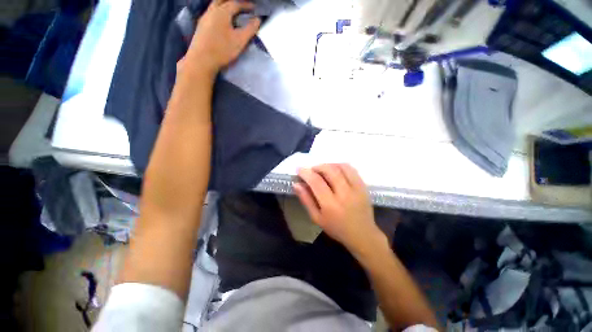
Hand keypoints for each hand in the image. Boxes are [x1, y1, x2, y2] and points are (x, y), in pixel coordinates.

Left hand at [187, 0, 260, 73]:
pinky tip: (221, 20)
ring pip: (215, 5)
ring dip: (224, 5)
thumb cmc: (222, 49)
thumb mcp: (240, 41)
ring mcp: (204, 17)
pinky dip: (219, 11)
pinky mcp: (201, 26)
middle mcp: (212, 10)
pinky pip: (211, 12)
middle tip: (241, 7)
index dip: (246, 5)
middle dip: (233, 2)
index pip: (235, 3)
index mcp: (222, 12)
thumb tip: (258, 20)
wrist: (202, 59)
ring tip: (232, 12)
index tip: (254, 8)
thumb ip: (250, 29)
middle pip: (222, 0)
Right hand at [294, 164, 387, 255]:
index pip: (316, 182)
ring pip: (341, 167)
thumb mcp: (316, 218)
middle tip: (312, 170)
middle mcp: (344, 194)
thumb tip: (296, 184)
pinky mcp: (363, 186)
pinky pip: (351, 169)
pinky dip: (341, 166)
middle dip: (317, 167)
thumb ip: (306, 200)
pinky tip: (336, 170)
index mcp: (330, 205)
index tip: (299, 169)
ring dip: (329, 165)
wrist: (362, 234)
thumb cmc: (336, 228)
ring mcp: (356, 188)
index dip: (306, 173)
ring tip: (323, 170)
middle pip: (329, 170)